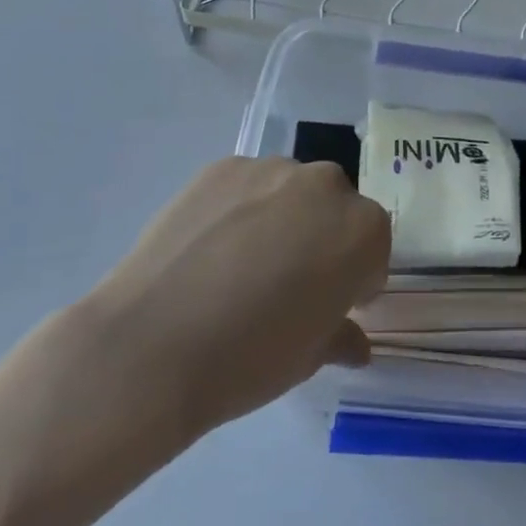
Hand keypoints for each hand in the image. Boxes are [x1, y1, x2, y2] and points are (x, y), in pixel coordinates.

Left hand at [78, 157, 389, 434]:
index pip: (373, 247)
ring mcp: (269, 170)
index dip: (355, 279)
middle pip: (335, 209)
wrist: (152, 344)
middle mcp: (324, 186)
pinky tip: (210, 247)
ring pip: (290, 191)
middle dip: (321, 238)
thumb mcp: (309, 357)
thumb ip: (340, 335)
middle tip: (288, 281)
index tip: (331, 304)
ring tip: (241, 262)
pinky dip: (239, 208)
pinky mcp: (220, 167)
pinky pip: (246, 185)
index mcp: (361, 230)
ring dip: (282, 217)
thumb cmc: (250, 358)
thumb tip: (354, 342)